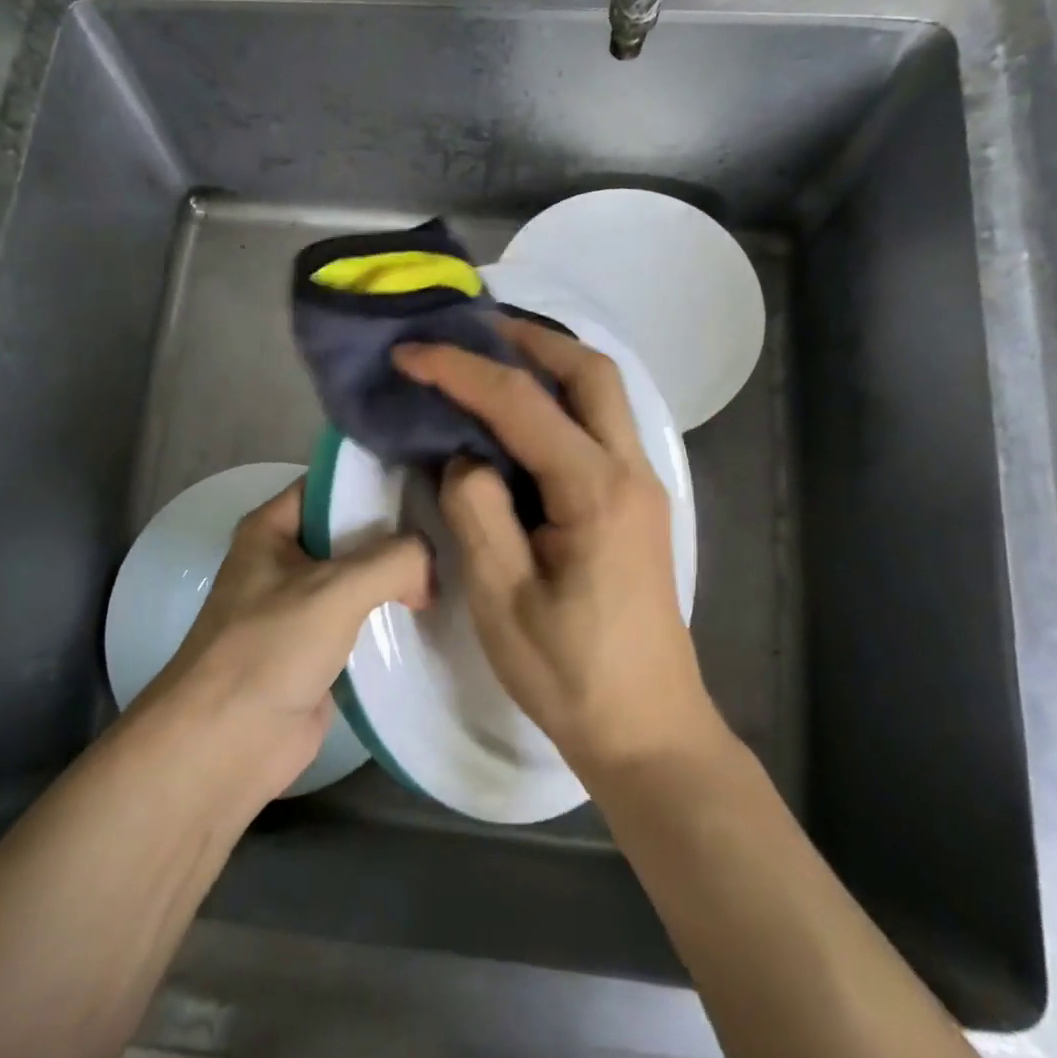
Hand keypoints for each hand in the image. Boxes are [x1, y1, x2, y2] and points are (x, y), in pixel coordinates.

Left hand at [145, 481, 431, 802]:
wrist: (228, 743)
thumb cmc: (269, 648)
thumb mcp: (335, 589)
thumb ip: (394, 560)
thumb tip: (430, 566)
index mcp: (272, 529)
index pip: (331, 486)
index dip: (378, 479)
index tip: (432, 480)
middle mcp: (285, 560)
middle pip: (351, 532)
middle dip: (399, 531)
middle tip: (456, 526)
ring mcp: (301, 607)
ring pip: (360, 578)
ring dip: (400, 577)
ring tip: (458, 564)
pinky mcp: (318, 649)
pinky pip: (363, 620)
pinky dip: (394, 616)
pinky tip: (437, 611)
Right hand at [391, 322, 717, 773]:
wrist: (646, 728)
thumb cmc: (569, 672)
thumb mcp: (502, 597)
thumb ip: (478, 511)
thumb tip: (466, 457)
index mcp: (595, 492)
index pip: (522, 404)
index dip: (461, 371)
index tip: (410, 355)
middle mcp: (630, 473)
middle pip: (590, 372)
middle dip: (528, 339)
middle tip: (470, 329)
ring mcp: (642, 487)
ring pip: (603, 395)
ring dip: (550, 364)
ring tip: (491, 358)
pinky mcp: (636, 506)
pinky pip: (601, 428)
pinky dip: (561, 401)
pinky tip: (521, 418)